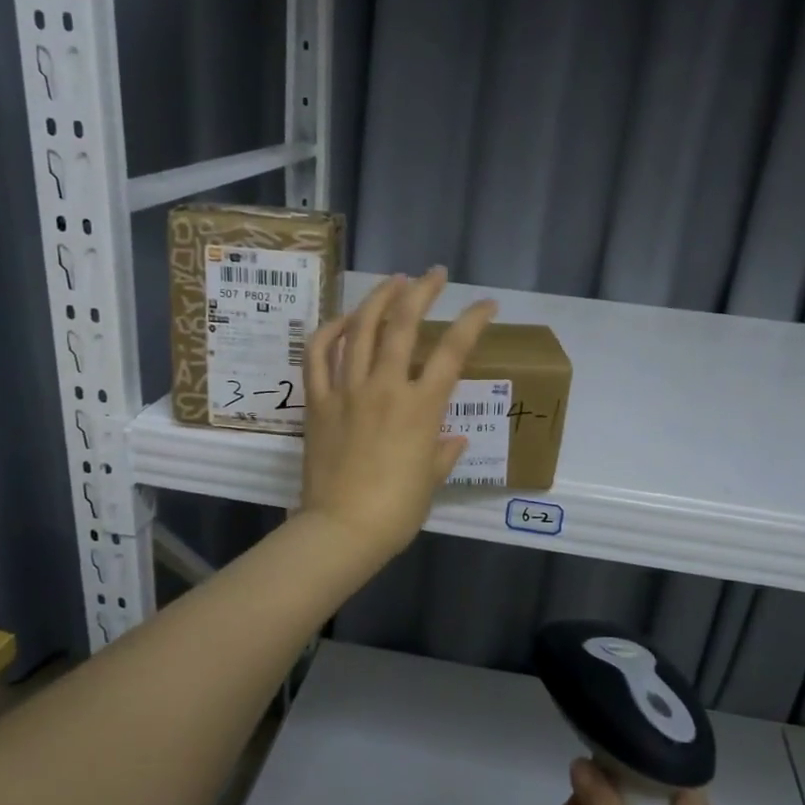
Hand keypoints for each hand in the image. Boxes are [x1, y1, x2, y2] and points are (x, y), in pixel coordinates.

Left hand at [299, 268, 494, 565]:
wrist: (342, 530)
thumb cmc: (395, 511)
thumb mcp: (430, 481)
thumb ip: (443, 454)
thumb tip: (453, 439)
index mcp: (421, 407)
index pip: (453, 351)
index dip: (473, 321)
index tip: (486, 305)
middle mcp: (385, 387)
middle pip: (403, 324)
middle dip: (422, 291)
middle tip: (433, 275)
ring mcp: (347, 390)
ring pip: (360, 328)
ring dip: (378, 298)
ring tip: (392, 281)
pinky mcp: (318, 401)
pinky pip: (318, 355)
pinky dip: (330, 331)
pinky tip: (343, 320)